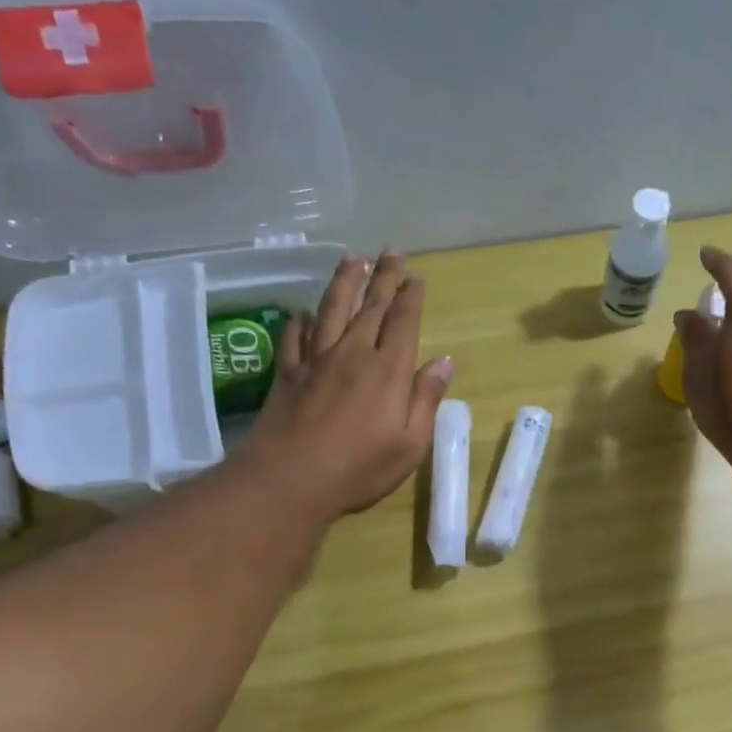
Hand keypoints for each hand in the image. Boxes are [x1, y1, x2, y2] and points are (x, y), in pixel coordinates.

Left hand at [248, 249, 453, 517]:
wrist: (291, 479)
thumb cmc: (360, 468)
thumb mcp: (410, 443)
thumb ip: (425, 398)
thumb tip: (444, 361)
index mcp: (387, 371)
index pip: (403, 322)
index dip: (410, 297)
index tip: (415, 276)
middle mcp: (352, 354)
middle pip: (370, 307)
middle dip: (383, 277)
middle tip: (391, 251)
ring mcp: (316, 360)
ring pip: (331, 311)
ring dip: (344, 283)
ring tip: (352, 260)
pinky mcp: (288, 373)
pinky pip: (295, 337)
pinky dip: (300, 320)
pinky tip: (302, 312)